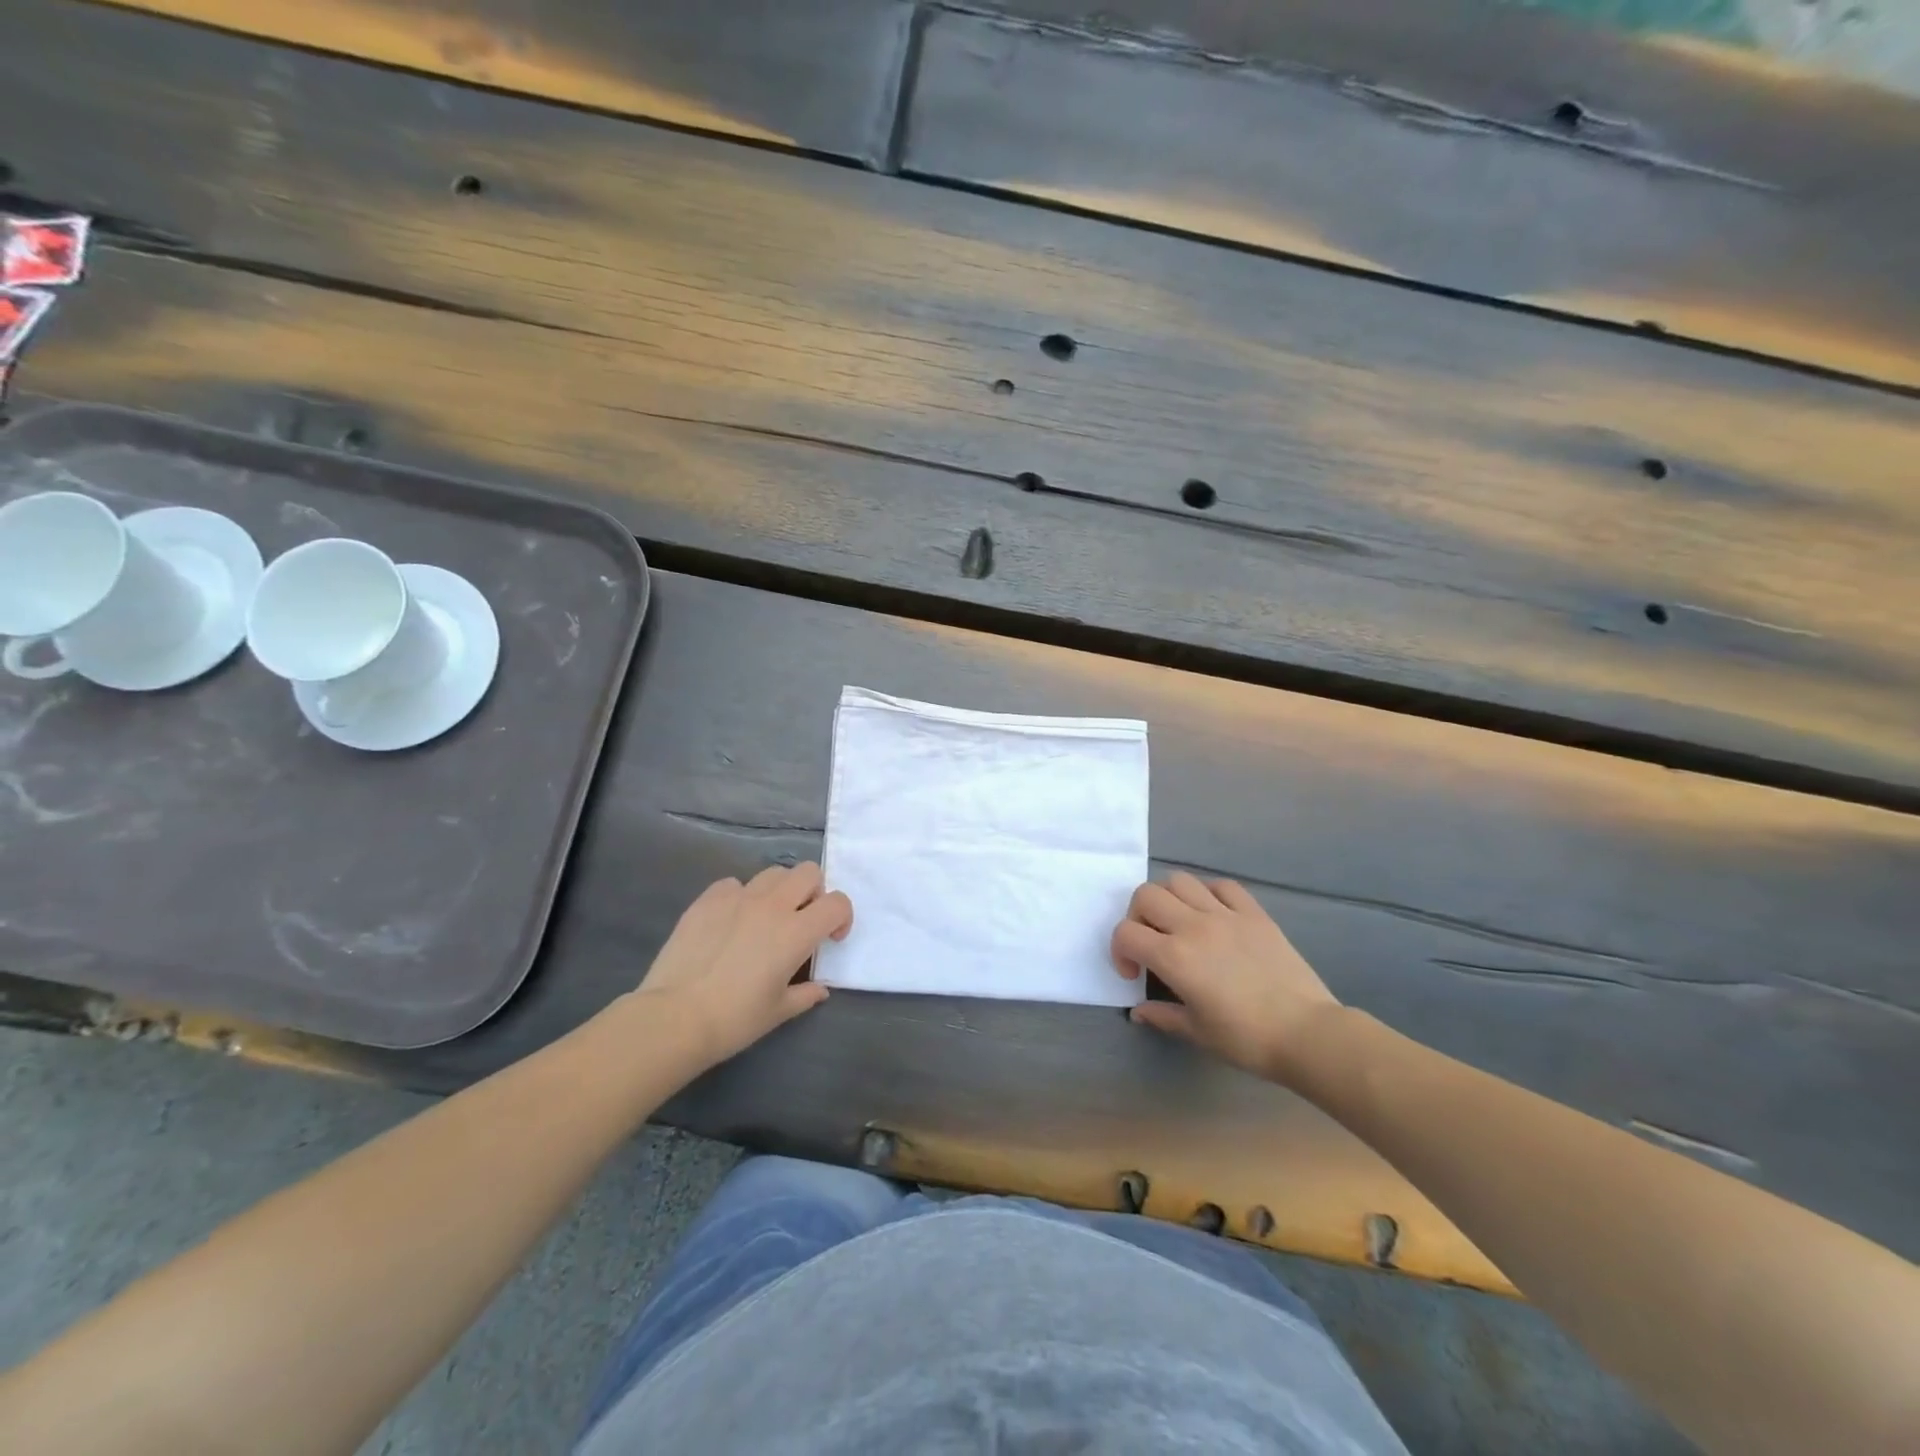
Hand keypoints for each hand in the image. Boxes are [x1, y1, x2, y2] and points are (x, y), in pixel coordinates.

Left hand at [632, 863, 852, 1067]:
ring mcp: (738, 898)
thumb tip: (819, 988)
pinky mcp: (708, 899)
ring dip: (780, 891)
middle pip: (809, 873)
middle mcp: (772, 906)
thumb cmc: (734, 1019)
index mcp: (796, 932)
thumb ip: (806, 994)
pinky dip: (741, 896)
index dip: (842, 917)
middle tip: (802, 921)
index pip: (837, 903)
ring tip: (767, 918)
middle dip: (814, 893)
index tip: (830, 939)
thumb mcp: (779, 1012)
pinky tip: (731, 921)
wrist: (675, 1017)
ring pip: (773, 873)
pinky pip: (734, 884)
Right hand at [1113, 871, 1339, 1082]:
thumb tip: (1139, 1011)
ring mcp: (1226, 915)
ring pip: (1180, 881)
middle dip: (1137, 916)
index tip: (1134, 974)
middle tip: (1150, 942)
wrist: (1307, 1034)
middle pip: (1146, 894)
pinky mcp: (1254, 914)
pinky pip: (1223, 886)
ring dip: (1169, 898)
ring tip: (1179, 923)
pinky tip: (1213, 914)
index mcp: (1174, 957)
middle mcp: (1194, 926)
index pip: (1126, 933)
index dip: (1119, 951)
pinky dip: (1209, 893)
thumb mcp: (1197, 1032)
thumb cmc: (1247, 1040)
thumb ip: (1162, 1015)